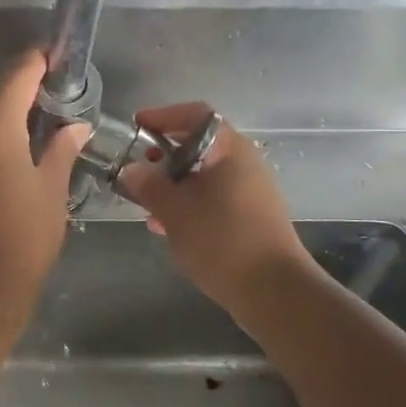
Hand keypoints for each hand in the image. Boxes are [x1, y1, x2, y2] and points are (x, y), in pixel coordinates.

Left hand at [0, 51, 88, 319]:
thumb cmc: (22, 234)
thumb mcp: (51, 189)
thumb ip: (62, 149)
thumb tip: (77, 126)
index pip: (18, 75)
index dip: (39, 60)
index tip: (59, 54)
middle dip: (24, 85)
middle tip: (56, 87)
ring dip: (7, 109)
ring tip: (41, 114)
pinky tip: (17, 143)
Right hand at [116, 104, 312, 312]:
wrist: (274, 291)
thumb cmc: (222, 241)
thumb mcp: (175, 212)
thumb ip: (149, 186)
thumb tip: (131, 170)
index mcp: (229, 149)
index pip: (196, 114)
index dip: (163, 116)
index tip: (137, 127)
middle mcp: (244, 163)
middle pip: (199, 145)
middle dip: (164, 156)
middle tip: (138, 170)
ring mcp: (251, 191)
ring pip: (204, 176)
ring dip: (174, 185)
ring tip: (146, 205)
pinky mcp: (251, 217)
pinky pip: (214, 199)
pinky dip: (189, 204)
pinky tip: (168, 228)